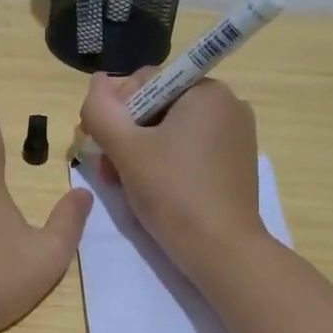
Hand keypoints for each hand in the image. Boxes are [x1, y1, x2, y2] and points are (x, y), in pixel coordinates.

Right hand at [79, 69, 266, 278]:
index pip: (145, 82)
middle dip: (126, 136)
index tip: (101, 145)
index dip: (115, 111)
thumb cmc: (173, 192)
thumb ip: (102, 110)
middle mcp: (227, 105)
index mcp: (206, 91)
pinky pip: (189, 150)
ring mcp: (235, 135)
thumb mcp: (126, 149)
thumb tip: (97, 81)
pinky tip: (151, 189)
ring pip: (170, 131)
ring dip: (140, 152)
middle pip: (157, 107)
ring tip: (124, 184)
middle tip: (109, 171)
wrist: (222, 250)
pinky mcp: (235, 163)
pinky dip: (165, 163)